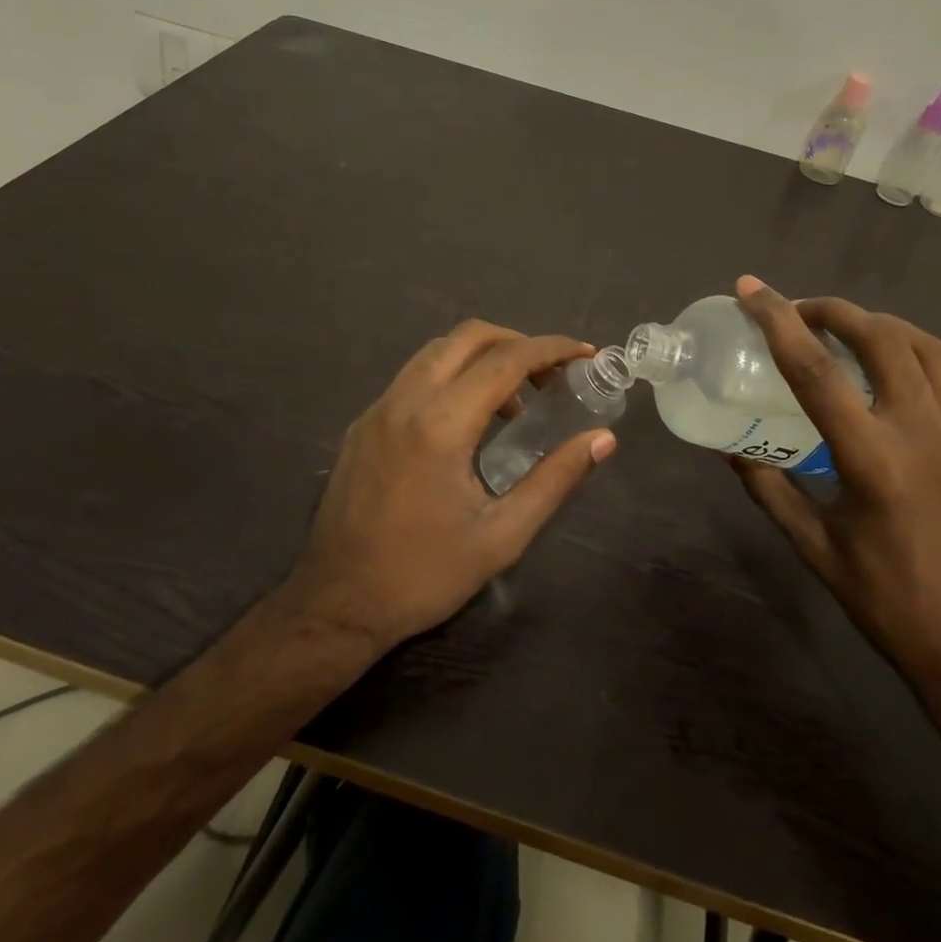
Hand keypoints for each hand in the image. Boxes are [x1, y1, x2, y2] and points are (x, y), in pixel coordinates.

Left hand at [286, 319, 616, 650]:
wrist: (337, 605)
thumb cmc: (424, 575)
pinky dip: (450, 378)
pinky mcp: (362, 425)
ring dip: (481, 358)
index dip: (551, 348)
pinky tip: (466, 423)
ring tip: (513, 403)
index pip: (506, 360)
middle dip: (517, 342)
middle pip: (468, 337)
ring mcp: (377, 409)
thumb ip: (555, 480)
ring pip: (436, 352)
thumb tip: (603, 440)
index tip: (584, 353)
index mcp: (441, 424)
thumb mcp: (502, 536)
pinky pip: (413, 378)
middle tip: (550, 375)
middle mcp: (405, 401)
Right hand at [729, 275, 940, 706]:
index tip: (751, 289)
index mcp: (873, 461)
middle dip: (834, 309)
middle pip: (881, 339)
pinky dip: (911, 351)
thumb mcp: (816, 548)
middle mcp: (922, 433)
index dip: (778, 322)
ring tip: (842, 328)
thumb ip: (769, 488)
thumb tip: (729, 446)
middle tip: (798, 310)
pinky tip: (887, 369)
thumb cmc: (891, 606)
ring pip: (924, 347)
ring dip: (878, 323)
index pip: (816, 371)